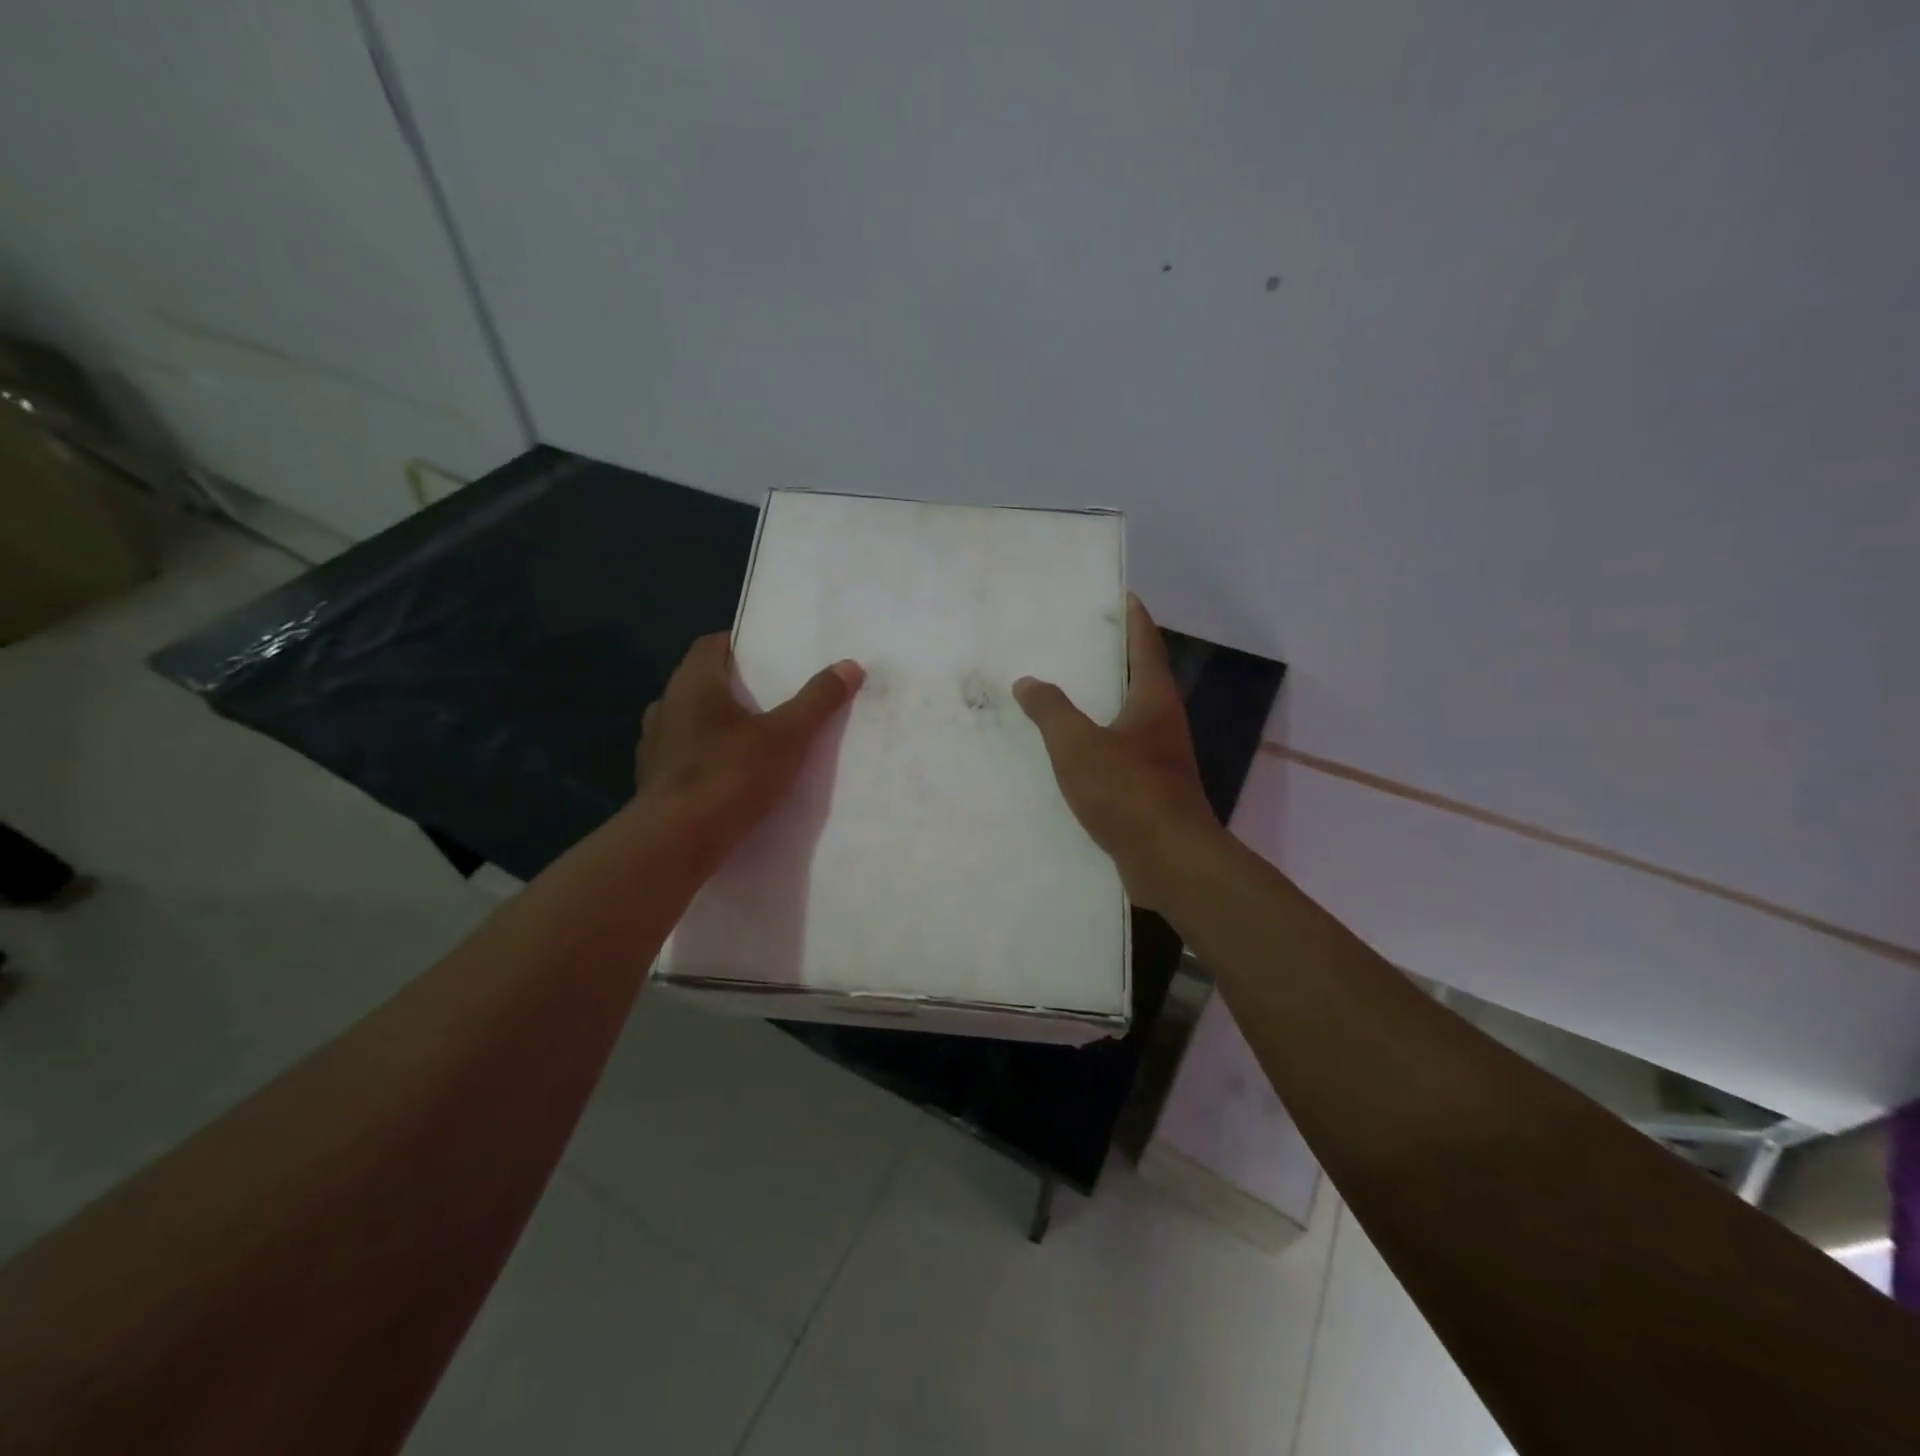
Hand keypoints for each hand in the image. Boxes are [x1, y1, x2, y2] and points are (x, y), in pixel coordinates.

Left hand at [636, 634, 863, 868]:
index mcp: (692, 684)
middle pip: (702, 684)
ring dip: (719, 727)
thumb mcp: (787, 735)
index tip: (769, 655)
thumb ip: (817, 700)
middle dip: (735, 689)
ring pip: (692, 724)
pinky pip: (686, 759)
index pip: (711, 645)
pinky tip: (733, 778)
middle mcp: (666, 707)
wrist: (677, 842)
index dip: (740, 645)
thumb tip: (849, 665)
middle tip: (773, 697)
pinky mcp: (654, 783)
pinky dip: (708, 761)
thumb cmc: (731, 774)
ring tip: (756, 740)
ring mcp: (654, 748)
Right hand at [1014, 595, 1218, 911]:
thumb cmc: (1127, 790)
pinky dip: (1099, 744)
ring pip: (1129, 720)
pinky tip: (1071, 755)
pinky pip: (1120, 755)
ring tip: (1066, 695)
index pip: (1145, 645)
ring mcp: (1161, 761)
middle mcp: (1163, 724)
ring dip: (1104, 704)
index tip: (1121, 595)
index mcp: (1153, 700)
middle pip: (1140, 679)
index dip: (1134, 618)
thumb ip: (1050, 711)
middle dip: (1115, 659)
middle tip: (1079, 642)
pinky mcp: (1152, 793)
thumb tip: (1028, 682)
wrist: (1168, 860)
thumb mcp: (1077, 745)